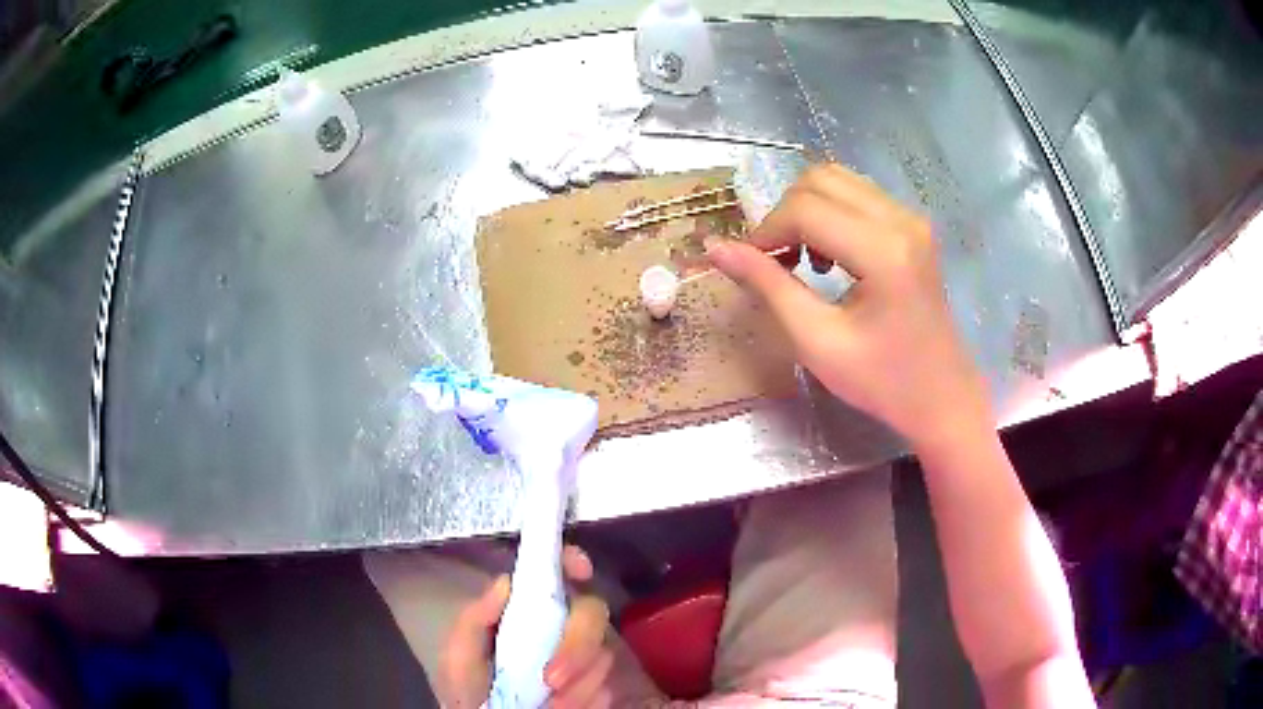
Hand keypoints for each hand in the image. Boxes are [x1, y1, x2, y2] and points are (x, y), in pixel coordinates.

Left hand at [436, 545, 613, 708]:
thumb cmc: (467, 686)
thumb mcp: (459, 653)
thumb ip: (474, 619)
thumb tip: (507, 582)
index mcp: (527, 609)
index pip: (556, 571)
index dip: (572, 561)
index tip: (580, 571)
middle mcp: (561, 626)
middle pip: (593, 612)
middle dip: (578, 646)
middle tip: (551, 680)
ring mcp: (584, 658)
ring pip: (603, 655)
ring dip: (577, 684)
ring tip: (546, 705)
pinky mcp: (597, 687)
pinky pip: (607, 689)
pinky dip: (584, 702)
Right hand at [707, 164, 991, 450]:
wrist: (942, 396)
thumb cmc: (881, 381)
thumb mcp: (816, 341)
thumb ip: (768, 287)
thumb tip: (716, 248)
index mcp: (883, 252)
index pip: (804, 209)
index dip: (765, 231)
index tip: (748, 265)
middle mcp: (901, 220)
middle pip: (819, 180)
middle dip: (784, 215)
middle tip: (774, 263)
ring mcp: (912, 218)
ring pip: (837, 179)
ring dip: (806, 210)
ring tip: (802, 258)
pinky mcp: (914, 224)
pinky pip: (858, 194)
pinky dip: (830, 213)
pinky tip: (830, 255)